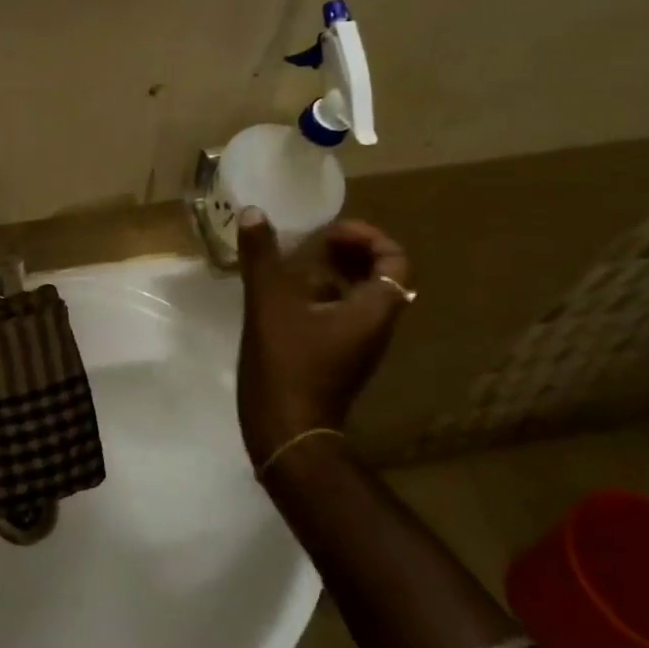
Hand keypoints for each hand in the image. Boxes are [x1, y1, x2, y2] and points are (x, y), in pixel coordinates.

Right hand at [236, 209, 411, 466]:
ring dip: (331, 274)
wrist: (287, 434)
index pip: (395, 260)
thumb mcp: (269, 305)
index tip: (330, 232)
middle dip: (349, 252)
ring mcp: (356, 345)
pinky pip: (339, 315)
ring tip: (294, 264)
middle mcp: (374, 326)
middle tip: (314, 242)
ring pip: (357, 297)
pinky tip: (282, 296)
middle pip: (380, 276)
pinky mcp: (336, 358)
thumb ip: (262, 257)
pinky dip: (319, 297)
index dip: (368, 237)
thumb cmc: (287, 366)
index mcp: (372, 310)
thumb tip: (253, 213)